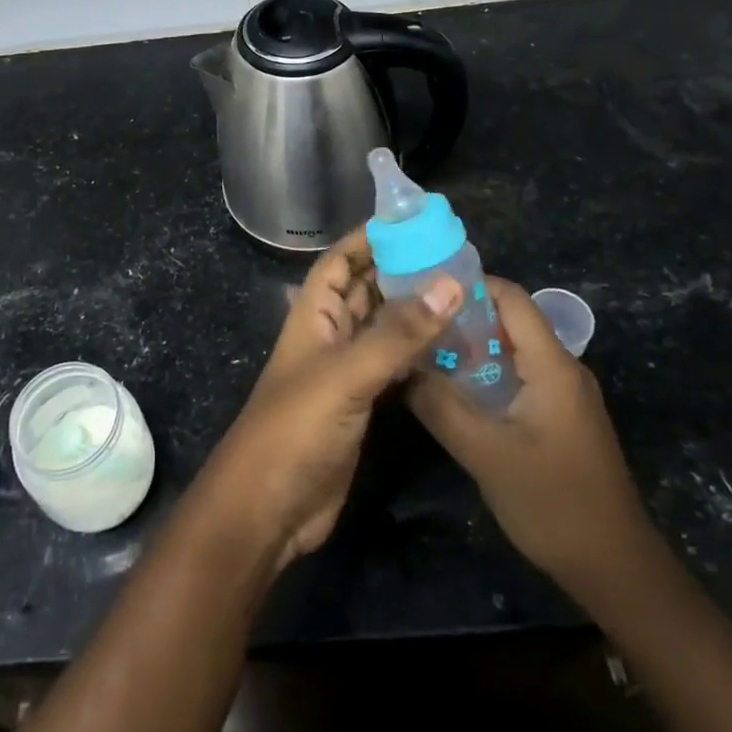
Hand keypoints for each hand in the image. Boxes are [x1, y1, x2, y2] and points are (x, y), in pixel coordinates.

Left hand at [196, 228, 457, 569]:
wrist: (268, 509)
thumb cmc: (295, 430)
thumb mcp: (345, 376)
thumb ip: (396, 334)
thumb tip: (449, 283)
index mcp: (313, 315)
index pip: (339, 261)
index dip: (368, 238)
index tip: (412, 222)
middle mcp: (328, 335)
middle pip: (365, 290)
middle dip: (401, 270)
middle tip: (453, 257)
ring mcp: (344, 372)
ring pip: (383, 328)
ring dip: (414, 312)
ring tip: (463, 295)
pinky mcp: (361, 405)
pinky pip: (393, 366)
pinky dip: (419, 354)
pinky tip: (453, 349)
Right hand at [407, 276, 657, 604]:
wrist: (616, 570)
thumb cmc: (553, 504)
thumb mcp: (485, 453)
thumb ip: (439, 405)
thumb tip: (399, 365)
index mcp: (552, 365)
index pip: (510, 297)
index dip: (468, 284)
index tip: (422, 289)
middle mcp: (562, 368)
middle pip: (509, 320)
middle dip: (461, 317)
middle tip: (414, 323)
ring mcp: (563, 394)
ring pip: (511, 350)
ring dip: (470, 348)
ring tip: (423, 353)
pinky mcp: (559, 417)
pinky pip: (518, 376)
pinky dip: (485, 374)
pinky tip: (454, 391)